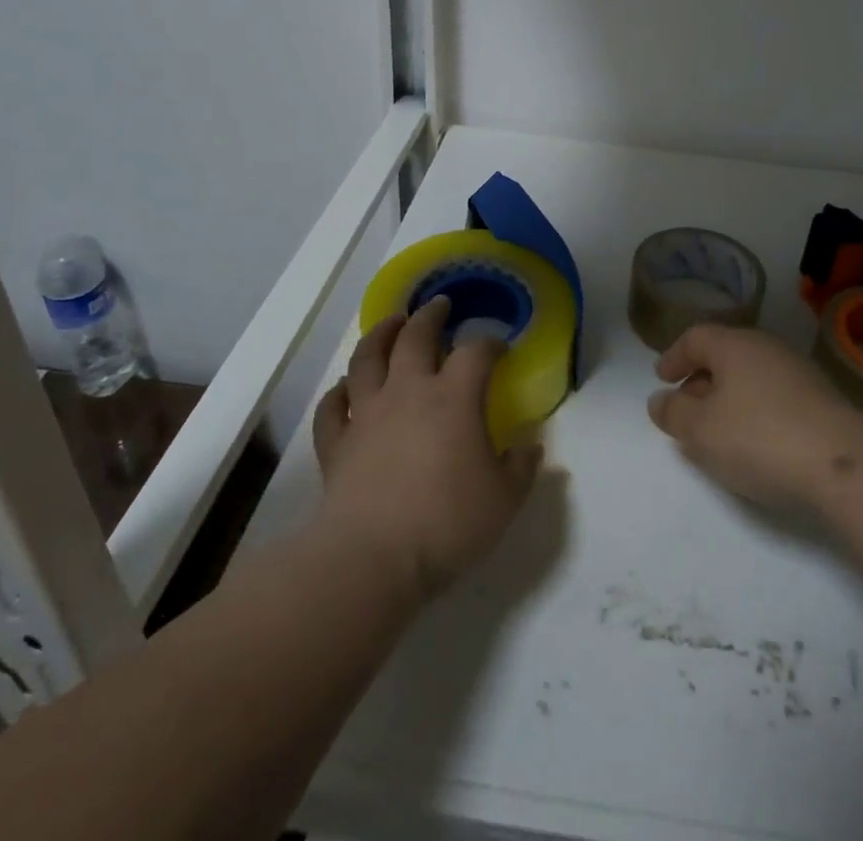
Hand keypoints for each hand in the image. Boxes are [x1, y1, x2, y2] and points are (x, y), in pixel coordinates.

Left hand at [313, 296, 541, 601]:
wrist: (371, 559)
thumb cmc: (446, 523)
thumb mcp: (504, 500)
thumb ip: (521, 468)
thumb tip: (530, 447)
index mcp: (454, 398)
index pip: (476, 353)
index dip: (490, 344)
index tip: (499, 348)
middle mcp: (408, 392)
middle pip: (416, 337)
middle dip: (430, 316)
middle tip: (439, 304)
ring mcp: (367, 413)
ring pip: (367, 358)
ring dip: (379, 334)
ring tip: (391, 322)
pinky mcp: (337, 442)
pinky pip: (332, 406)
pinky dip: (338, 391)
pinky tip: (345, 387)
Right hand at [648, 324, 862, 510]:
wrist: (844, 465)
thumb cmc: (759, 438)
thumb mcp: (701, 430)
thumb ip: (673, 413)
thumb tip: (660, 401)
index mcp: (735, 345)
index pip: (696, 337)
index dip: (674, 356)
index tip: (662, 379)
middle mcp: (767, 348)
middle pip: (725, 355)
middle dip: (700, 380)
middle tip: (686, 409)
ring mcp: (799, 373)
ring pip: (751, 377)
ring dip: (728, 398)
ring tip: (718, 432)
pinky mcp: (822, 401)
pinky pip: (775, 397)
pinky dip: (755, 412)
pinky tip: (755, 444)